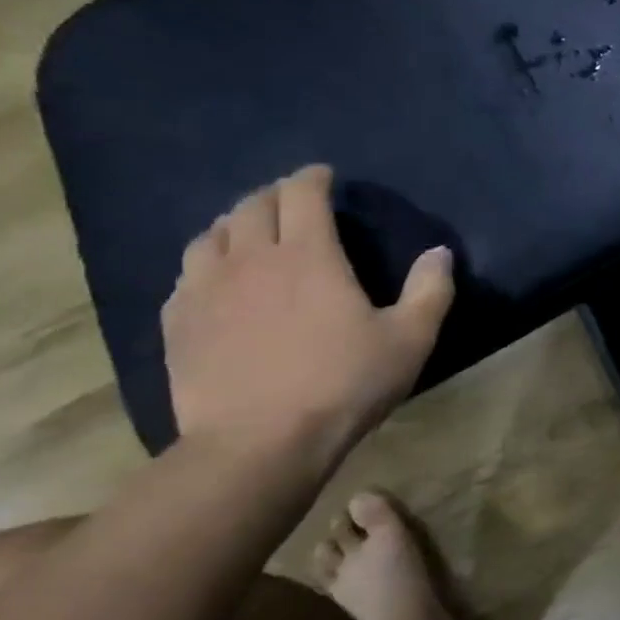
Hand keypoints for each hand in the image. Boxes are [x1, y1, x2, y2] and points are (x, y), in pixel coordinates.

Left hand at [161, 166, 454, 470]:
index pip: (303, 195)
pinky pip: (187, 273)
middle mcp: (251, 259)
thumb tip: (440, 252)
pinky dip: (206, 261)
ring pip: (211, 234)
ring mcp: (206, 289)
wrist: (259, 444)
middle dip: (275, 195)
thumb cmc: (344, 385)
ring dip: (235, 223)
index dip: (313, 178)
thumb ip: (430, 290)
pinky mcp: (179, 322)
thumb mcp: (409, 340)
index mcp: (309, 255)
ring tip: (250, 232)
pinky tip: (216, 278)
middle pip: (253, 206)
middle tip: (292, 201)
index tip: (324, 176)